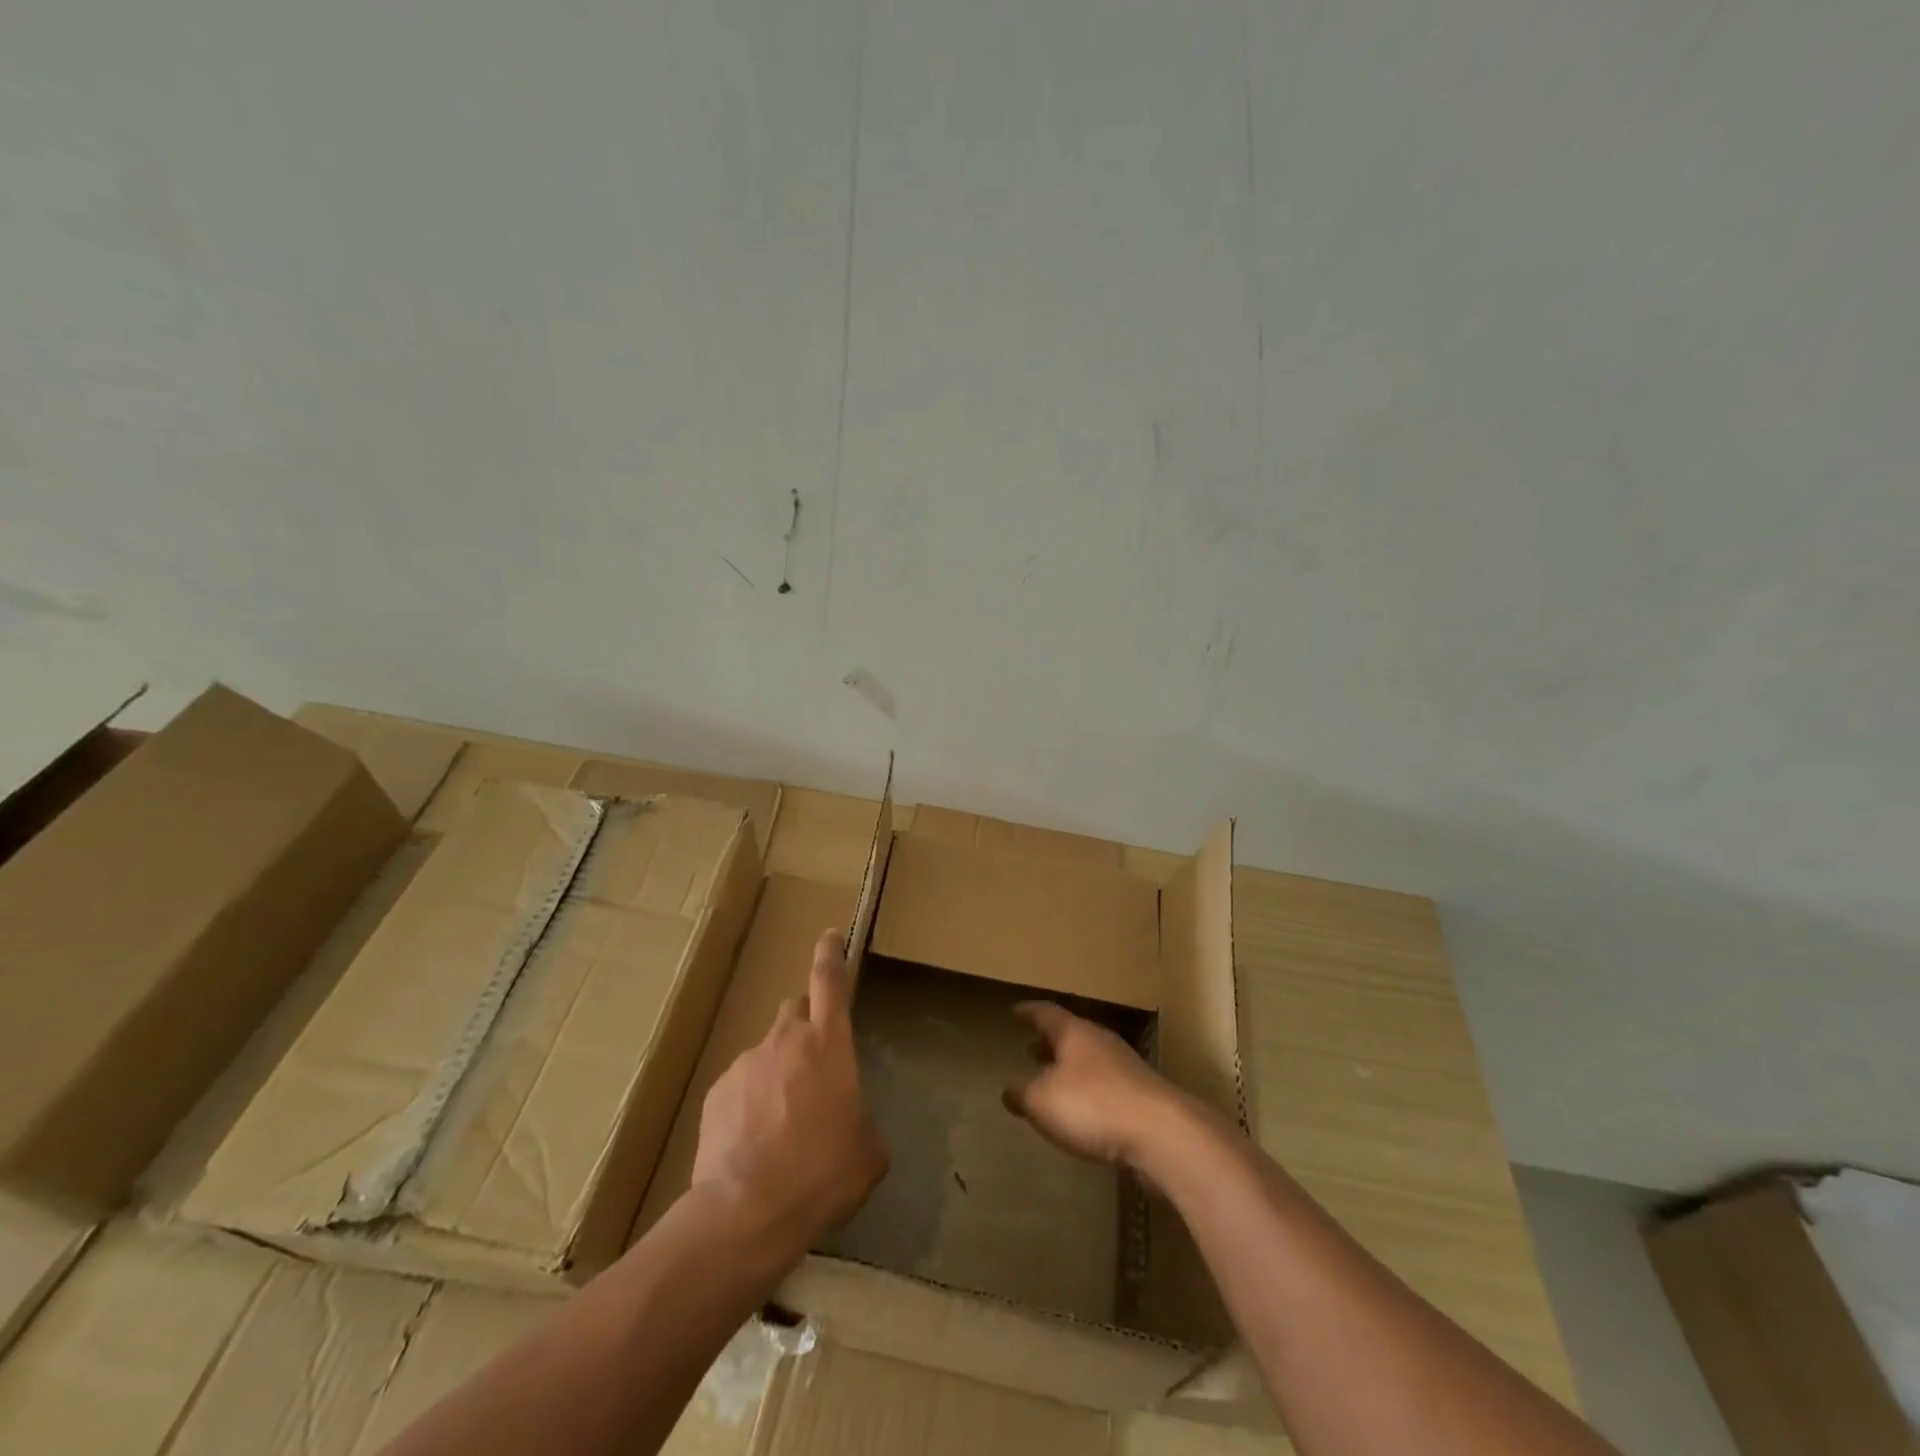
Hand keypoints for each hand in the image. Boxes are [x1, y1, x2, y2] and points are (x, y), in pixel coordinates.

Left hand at [691, 929, 887, 1257]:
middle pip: (796, 1012)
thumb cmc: (823, 1174)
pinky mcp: (717, 1092)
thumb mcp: (867, 1150)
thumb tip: (849, 1122)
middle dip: (807, 1028)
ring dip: (778, 1074)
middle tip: (814, 1067)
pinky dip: (750, 1102)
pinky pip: (741, 1086)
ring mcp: (746, 1063)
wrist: (748, 1212)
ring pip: (768, 1054)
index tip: (829, 936)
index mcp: (829, 1044)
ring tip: (781, 1125)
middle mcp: (786, 1040)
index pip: (830, 981)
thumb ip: (861, 1118)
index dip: (831, 954)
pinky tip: (753, 1143)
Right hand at [1002, 1001, 1185, 1168]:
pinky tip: (1082, 1112)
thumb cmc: (1092, 1105)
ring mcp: (1126, 1067)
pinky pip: (1106, 1085)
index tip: (1016, 1011)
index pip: (1046, 1013)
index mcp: (1074, 1033)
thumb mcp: (1043, 1101)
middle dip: (1049, 1043)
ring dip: (1069, 1068)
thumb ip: (1023, 1094)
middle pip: (1071, 1036)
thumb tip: (1009, 1091)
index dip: (1029, 1012)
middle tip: (1030, 1048)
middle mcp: (1100, 1042)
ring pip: (1089, 1060)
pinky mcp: (1142, 1096)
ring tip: (1053, 1082)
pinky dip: (1088, 1092)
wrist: (1161, 1132)